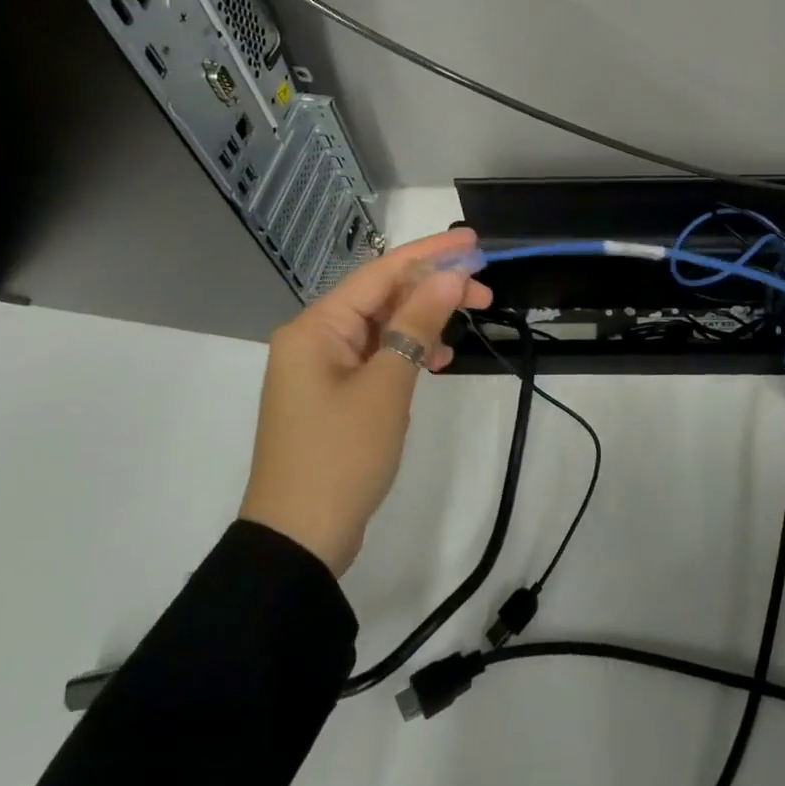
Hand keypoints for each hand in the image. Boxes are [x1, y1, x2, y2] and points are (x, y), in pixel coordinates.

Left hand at [240, 228, 491, 577]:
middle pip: (383, 296)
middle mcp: (316, 338)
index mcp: (317, 327)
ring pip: (383, 326)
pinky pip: (378, 357)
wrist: (298, 542)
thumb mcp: (387, 386)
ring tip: (470, 321)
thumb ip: (417, 324)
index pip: (381, 273)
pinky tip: (437, 361)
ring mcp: (324, 369)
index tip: (474, 243)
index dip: (431, 253)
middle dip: (433, 288)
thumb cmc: (341, 456)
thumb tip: (449, 277)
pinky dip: (409, 353)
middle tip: (485, 290)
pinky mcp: (335, 396)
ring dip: (425, 320)